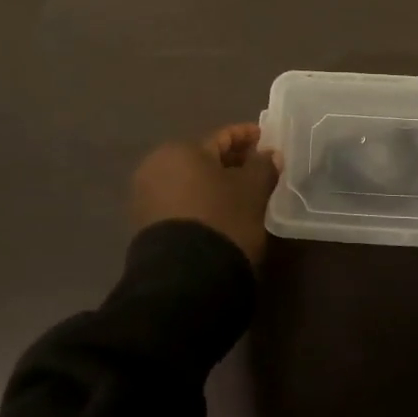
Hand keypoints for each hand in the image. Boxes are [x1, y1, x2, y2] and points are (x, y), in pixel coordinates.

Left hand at [131, 123, 279, 265]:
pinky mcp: (147, 227)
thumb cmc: (222, 220)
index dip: (247, 137)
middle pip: (204, 160)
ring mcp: (147, 198)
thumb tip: (270, 154)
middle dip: (232, 163)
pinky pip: (182, 204)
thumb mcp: (252, 190)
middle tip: (259, 169)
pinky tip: (223, 214)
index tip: (267, 140)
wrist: (185, 279)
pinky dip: (203, 204)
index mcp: (180, 150)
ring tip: (244, 194)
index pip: (222, 138)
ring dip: (217, 185)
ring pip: (192, 183)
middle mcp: (156, 167)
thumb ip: (263, 166)